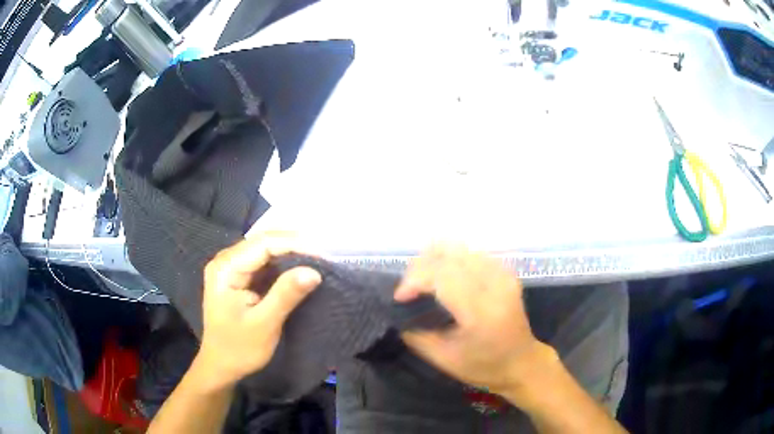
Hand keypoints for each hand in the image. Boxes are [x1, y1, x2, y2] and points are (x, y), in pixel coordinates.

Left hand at [196, 233, 321, 390]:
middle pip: (262, 242)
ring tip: (317, 260)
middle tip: (324, 257)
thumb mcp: (264, 324)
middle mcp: (225, 261)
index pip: (262, 244)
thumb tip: (314, 271)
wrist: (221, 366)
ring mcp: (230, 267)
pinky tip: (298, 268)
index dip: (294, 245)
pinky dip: (282, 264)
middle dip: (294, 246)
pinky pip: (263, 262)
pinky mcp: (238, 277)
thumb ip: (286, 295)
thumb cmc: (239, 348)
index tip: (323, 255)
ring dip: (290, 254)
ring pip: (264, 250)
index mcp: (225, 269)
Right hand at [395, 245, 548, 395]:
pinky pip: (471, 253)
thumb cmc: (484, 367)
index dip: (414, 280)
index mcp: (481, 312)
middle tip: (409, 290)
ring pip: (460, 248)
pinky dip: (451, 260)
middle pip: (449, 254)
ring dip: (434, 260)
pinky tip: (444, 277)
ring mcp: (503, 275)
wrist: (522, 363)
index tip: (400, 298)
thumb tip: (398, 314)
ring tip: (423, 282)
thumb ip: (417, 335)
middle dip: (420, 267)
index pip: (441, 276)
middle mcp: (495, 285)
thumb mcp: (444, 360)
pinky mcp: (505, 272)